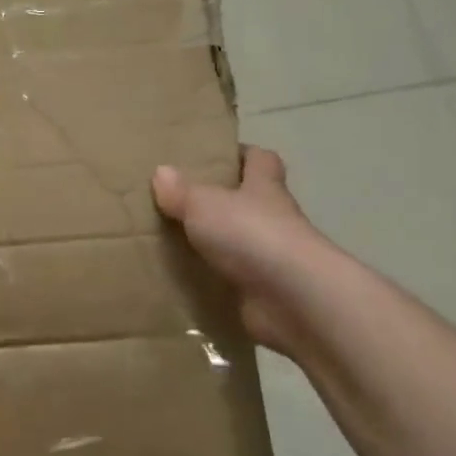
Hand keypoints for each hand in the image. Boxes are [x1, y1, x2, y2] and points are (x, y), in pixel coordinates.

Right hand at [152, 147, 332, 359]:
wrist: (294, 300)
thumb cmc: (252, 235)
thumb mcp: (205, 203)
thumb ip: (181, 190)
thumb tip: (161, 171)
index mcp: (264, 188)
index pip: (261, 160)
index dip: (242, 154)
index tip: (216, 156)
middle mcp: (272, 219)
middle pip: (248, 201)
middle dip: (219, 200)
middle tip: (177, 199)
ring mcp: (270, 258)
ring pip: (237, 242)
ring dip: (212, 242)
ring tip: (168, 240)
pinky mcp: (262, 292)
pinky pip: (230, 279)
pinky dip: (210, 278)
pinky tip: (180, 277)